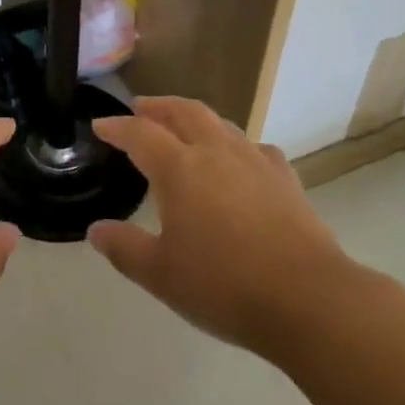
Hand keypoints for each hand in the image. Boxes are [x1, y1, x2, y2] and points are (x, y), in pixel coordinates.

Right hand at [88, 97, 353, 363]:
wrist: (308, 298)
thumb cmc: (224, 285)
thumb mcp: (161, 275)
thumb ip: (124, 248)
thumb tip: (96, 230)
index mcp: (179, 168)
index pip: (140, 133)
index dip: (117, 127)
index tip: (101, 125)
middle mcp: (215, 152)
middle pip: (183, 112)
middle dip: (158, 106)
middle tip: (141, 108)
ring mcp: (254, 161)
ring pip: (220, 123)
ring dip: (195, 119)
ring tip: (185, 128)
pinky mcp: (285, 178)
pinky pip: (254, 148)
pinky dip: (236, 145)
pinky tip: (239, 161)